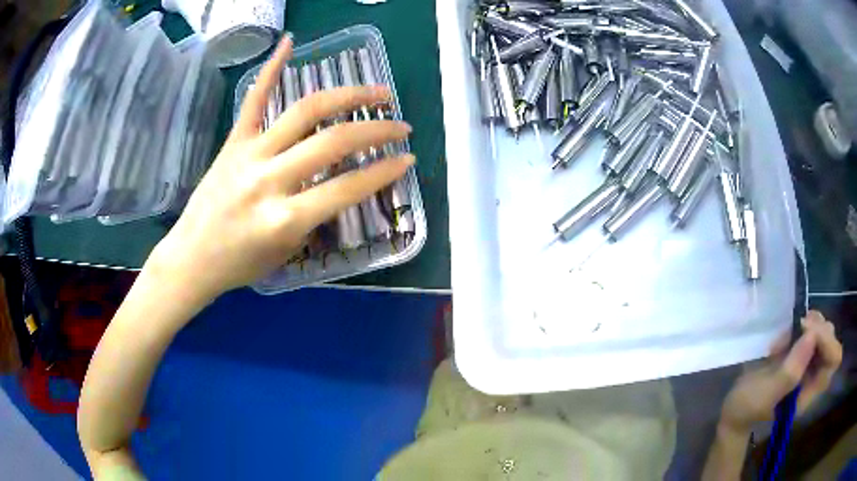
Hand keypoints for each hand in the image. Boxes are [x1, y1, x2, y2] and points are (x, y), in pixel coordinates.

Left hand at [149, 38, 413, 300]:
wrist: (191, 258)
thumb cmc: (239, 264)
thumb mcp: (287, 252)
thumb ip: (315, 217)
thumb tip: (339, 185)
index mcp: (284, 219)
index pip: (347, 188)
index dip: (384, 172)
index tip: (406, 160)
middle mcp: (269, 180)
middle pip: (333, 142)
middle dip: (377, 131)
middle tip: (401, 125)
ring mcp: (249, 154)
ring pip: (304, 112)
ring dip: (347, 96)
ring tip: (377, 91)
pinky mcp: (233, 142)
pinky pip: (254, 100)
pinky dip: (272, 68)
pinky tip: (289, 42)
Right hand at [719, 311, 842, 434]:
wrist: (735, 410)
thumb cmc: (748, 408)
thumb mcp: (765, 395)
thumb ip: (790, 373)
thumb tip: (811, 336)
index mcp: (810, 393)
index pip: (833, 360)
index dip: (827, 341)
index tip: (807, 330)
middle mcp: (815, 377)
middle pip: (832, 342)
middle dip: (819, 328)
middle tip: (799, 325)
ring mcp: (809, 365)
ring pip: (824, 332)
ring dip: (811, 323)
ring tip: (791, 329)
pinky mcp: (801, 354)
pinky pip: (812, 330)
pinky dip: (803, 323)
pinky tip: (788, 331)